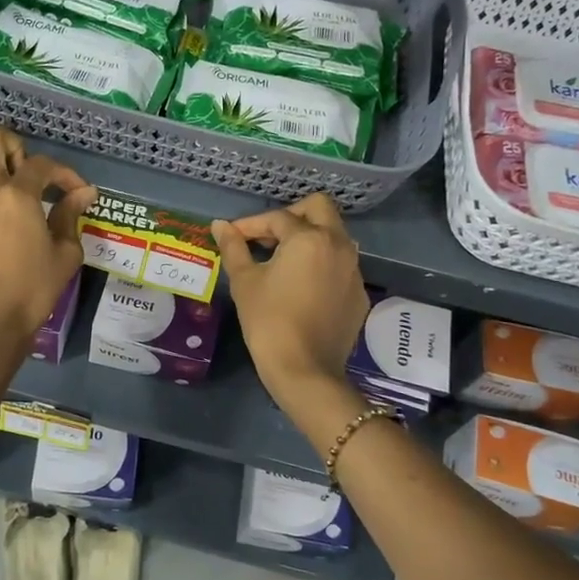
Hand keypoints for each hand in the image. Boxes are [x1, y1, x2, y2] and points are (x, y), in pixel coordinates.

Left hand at [0, 122, 94, 342]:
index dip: (65, 174)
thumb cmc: (34, 288)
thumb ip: (70, 214)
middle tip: (25, 174)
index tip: (75, 192)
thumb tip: (84, 193)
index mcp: (16, 195)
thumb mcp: (65, 252)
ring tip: (1, 187)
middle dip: (11, 145)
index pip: (43, 164)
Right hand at [213, 195, 367, 408]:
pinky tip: (302, 286)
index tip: (233, 236)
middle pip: (319, 208)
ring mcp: (354, 270)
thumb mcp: (245, 282)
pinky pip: (341, 265)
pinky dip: (321, 264)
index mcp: (310, 238)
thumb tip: (220, 225)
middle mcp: (339, 245)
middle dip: (291, 214)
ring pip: (335, 236)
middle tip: (268, 236)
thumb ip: (234, 247)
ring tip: (283, 259)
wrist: (305, 370)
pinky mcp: (359, 294)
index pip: (277, 218)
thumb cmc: (269, 321)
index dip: (250, 224)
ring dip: (310, 237)